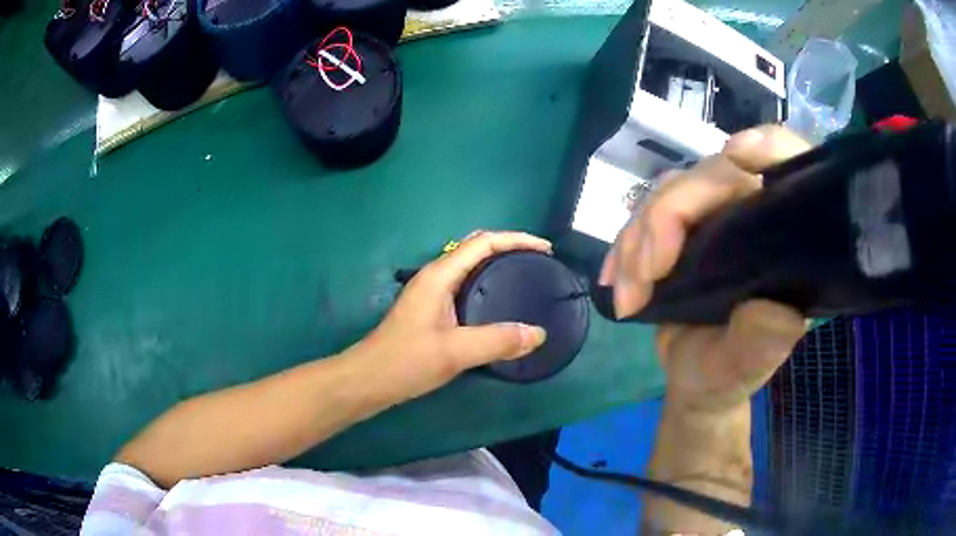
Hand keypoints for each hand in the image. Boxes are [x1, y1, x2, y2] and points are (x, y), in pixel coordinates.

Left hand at [350, 231, 550, 401]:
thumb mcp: (455, 352)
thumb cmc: (406, 361)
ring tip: (525, 276)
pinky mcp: (431, 308)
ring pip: (470, 265)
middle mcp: (435, 276)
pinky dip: (487, 282)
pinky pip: (465, 283)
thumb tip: (538, 333)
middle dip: (509, 247)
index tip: (546, 249)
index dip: (516, 239)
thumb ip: (498, 341)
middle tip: (538, 261)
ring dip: (498, 263)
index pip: (483, 242)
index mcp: (440, 275)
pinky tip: (498, 302)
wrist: (369, 379)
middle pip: (476, 247)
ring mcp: (431, 292)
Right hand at [600, 126, 810, 414]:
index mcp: (786, 241)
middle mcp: (754, 215)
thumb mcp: (745, 369)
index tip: (738, 154)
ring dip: (638, 238)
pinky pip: (646, 213)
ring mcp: (716, 217)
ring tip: (628, 295)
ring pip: (671, 191)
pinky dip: (624, 245)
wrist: (692, 382)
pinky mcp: (683, 226)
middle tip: (644, 276)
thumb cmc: (727, 376)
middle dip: (668, 217)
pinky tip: (613, 279)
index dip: (771, 147)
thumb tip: (772, 310)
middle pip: (712, 176)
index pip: (791, 169)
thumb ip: (761, 344)